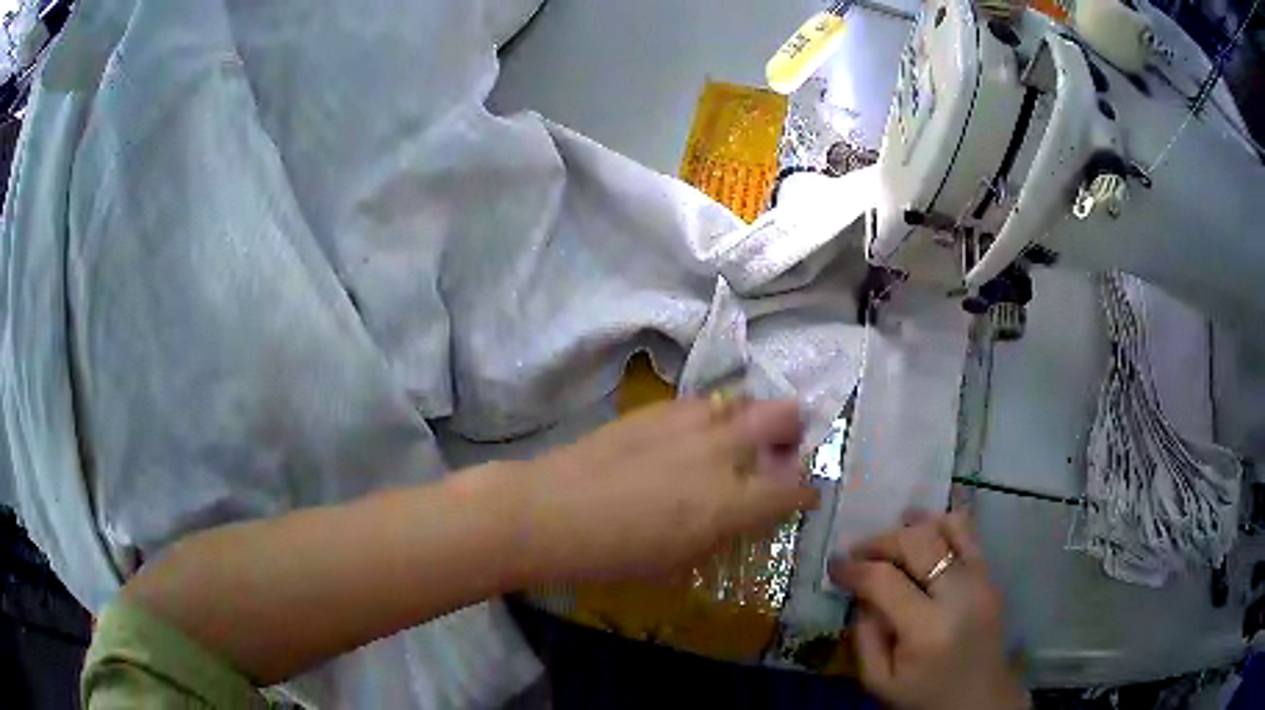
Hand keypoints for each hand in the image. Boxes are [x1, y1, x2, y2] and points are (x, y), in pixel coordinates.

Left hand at [513, 398, 819, 582]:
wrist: (551, 512)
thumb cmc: (614, 555)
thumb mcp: (680, 559)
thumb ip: (724, 530)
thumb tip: (747, 512)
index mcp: (731, 502)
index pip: (793, 488)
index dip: (805, 492)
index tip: (804, 496)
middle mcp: (721, 452)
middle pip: (783, 415)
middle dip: (792, 431)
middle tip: (781, 450)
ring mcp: (688, 423)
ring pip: (742, 399)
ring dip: (751, 418)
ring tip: (736, 438)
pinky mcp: (656, 408)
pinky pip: (701, 402)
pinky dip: (712, 416)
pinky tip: (692, 434)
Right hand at [829, 512, 1027, 709]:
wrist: (979, 700)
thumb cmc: (924, 697)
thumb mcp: (878, 682)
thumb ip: (864, 636)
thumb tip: (862, 593)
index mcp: (926, 630)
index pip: (885, 581)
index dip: (854, 568)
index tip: (834, 565)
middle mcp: (959, 595)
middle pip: (917, 543)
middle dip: (880, 541)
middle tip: (857, 552)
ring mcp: (981, 580)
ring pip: (948, 526)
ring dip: (913, 526)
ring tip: (891, 536)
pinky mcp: (991, 576)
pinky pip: (969, 533)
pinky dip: (943, 523)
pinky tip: (924, 532)